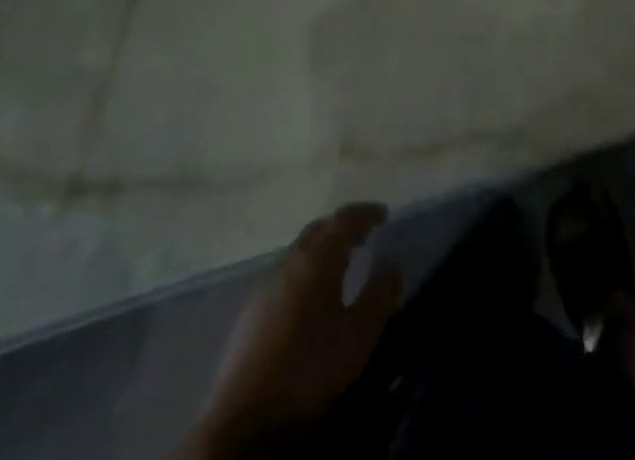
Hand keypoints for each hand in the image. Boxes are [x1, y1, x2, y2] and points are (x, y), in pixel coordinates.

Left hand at [181, 203, 403, 457]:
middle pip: (318, 231)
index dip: (366, 213)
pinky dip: (305, 272)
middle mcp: (289, 262)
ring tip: (341, 266)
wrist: (241, 421)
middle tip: (364, 236)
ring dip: (322, 251)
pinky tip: (310, 299)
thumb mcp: (359, 335)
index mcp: (316, 259)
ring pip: (299, 253)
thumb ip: (380, 295)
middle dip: (342, 228)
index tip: (383, 214)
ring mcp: (265, 287)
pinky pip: (285, 276)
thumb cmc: (309, 369)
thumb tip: (393, 263)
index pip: (344, 219)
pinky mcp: (249, 315)